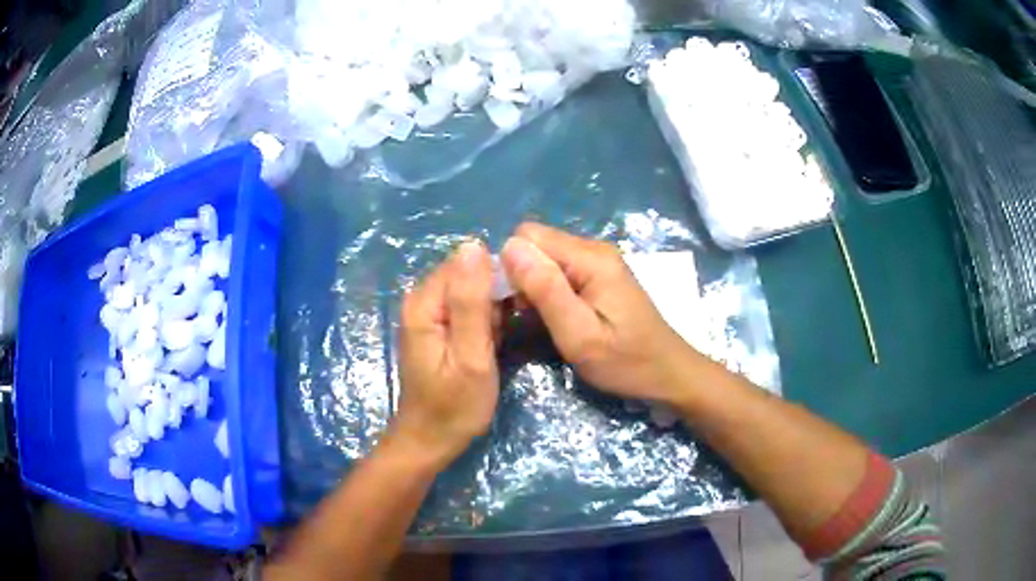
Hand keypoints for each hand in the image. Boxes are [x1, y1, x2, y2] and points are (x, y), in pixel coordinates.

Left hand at [395, 241, 499, 465]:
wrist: (431, 440)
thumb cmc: (454, 407)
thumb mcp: (471, 356)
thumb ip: (471, 302)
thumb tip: (473, 245)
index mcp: (424, 303)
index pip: (466, 262)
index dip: (497, 277)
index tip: (519, 305)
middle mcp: (421, 300)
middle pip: (468, 275)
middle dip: (495, 296)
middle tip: (507, 331)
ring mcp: (427, 314)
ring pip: (471, 292)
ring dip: (492, 311)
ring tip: (498, 343)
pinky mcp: (436, 328)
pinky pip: (467, 309)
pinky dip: (484, 323)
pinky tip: (491, 345)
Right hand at [501, 223, 698, 403]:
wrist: (668, 373)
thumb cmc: (625, 362)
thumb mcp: (580, 335)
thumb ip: (545, 290)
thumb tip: (509, 247)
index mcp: (590, 258)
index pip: (528, 236)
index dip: (512, 267)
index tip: (517, 305)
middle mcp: (594, 249)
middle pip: (537, 244)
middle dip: (521, 276)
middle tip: (530, 318)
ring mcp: (600, 261)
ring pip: (546, 258)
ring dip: (534, 286)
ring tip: (542, 322)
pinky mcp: (601, 275)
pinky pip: (561, 270)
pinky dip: (549, 291)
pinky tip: (558, 318)